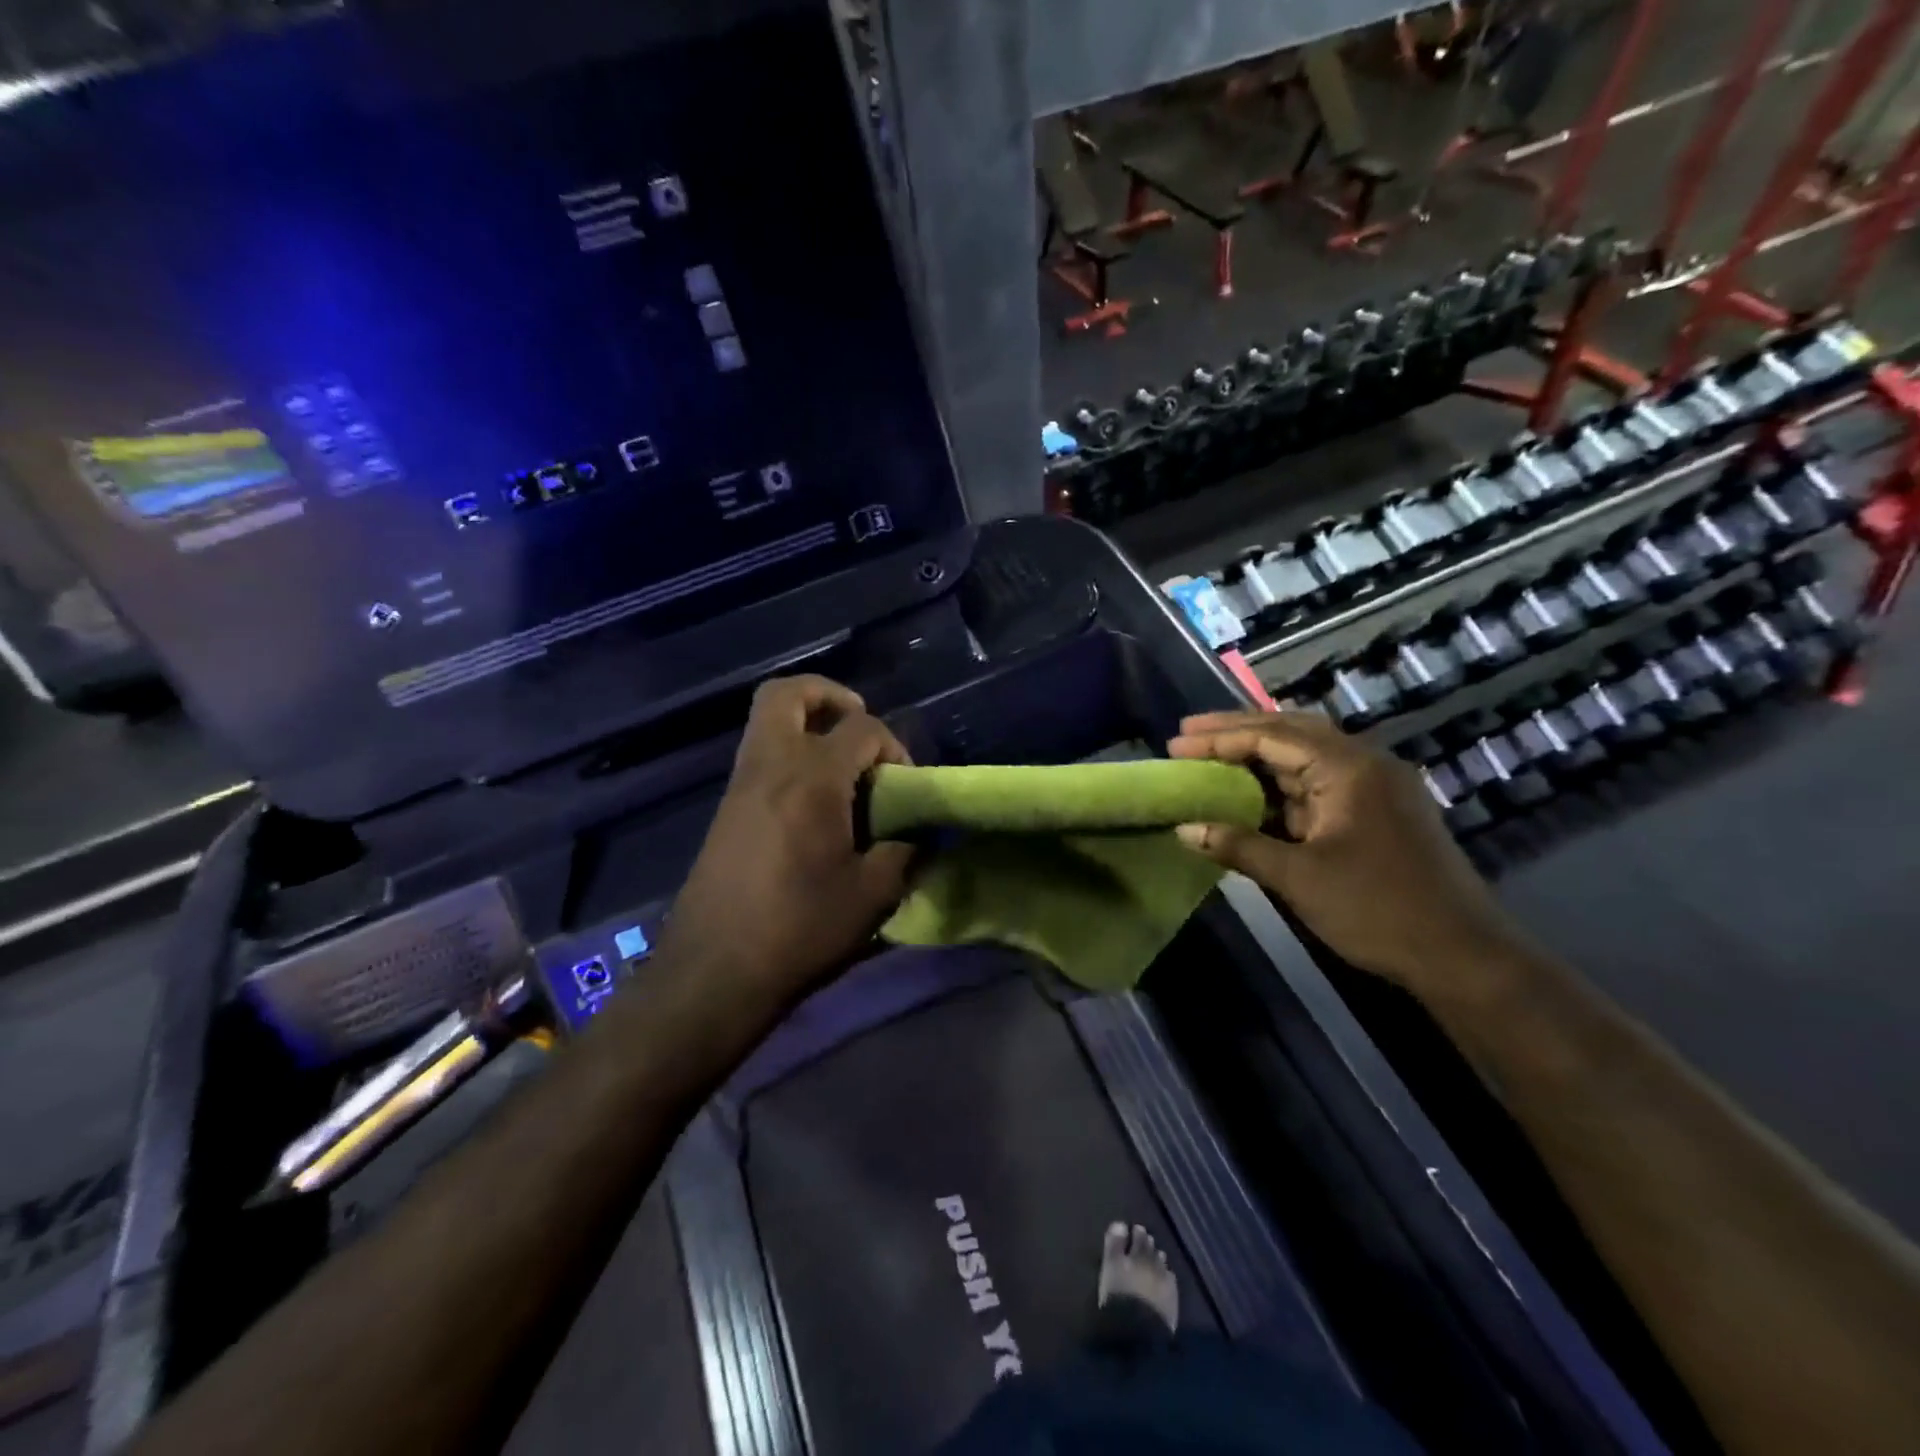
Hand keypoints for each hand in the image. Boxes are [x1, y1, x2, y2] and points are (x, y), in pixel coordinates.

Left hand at [665, 676, 914, 1008]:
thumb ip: (904, 852)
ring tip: (842, 764)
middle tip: (858, 723)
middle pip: (787, 694)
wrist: (713, 971)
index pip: (862, 729)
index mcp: (812, 779)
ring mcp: (740, 785)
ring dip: (806, 723)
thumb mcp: (872, 895)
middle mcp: (770, 766)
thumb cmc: (799, 929)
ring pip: (766, 721)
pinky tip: (814, 802)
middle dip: (828, 695)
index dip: (894, 747)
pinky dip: (789, 754)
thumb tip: (918, 834)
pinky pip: (759, 755)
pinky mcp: (726, 809)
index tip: (905, 787)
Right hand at [1168, 711, 1525, 998]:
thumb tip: (1183, 830)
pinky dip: (1282, 781)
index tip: (1175, 744)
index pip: (1271, 736)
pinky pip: (1320, 781)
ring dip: (1259, 753)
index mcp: (1348, 768)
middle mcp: (1364, 763)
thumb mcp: (1298, 877)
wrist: (1462, 955)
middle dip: (1236, 731)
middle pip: (1290, 730)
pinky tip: (1253, 790)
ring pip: (1306, 754)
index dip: (1218, 739)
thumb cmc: (1377, 909)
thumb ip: (1238, 845)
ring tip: (1212, 754)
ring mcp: (1375, 786)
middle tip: (1188, 734)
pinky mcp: (1378, 810)